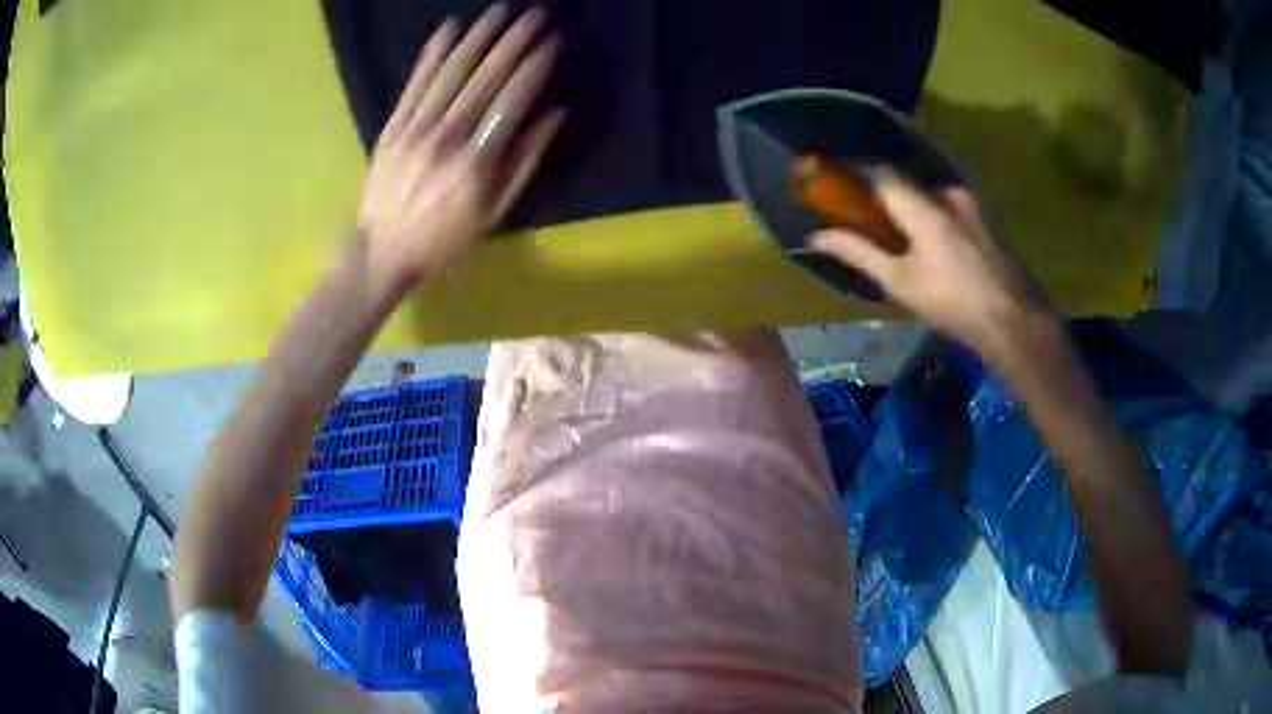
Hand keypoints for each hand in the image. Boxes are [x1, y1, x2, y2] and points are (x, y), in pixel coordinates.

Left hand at [358, 4, 563, 289]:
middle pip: (486, 78)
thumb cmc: (445, 240)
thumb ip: (524, 161)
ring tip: (499, 10)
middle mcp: (448, 136)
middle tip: (534, 13)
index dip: (535, 67)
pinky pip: (415, 84)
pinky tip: (448, 28)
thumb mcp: (493, 213)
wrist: (381, 253)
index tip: (552, 40)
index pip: (513, 99)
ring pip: (452, 73)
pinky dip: (432, 54)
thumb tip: (553, 115)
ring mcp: (416, 129)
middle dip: (514, 41)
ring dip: (478, 37)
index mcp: (477, 161)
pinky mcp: (393, 127)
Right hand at [808, 169, 1052, 356]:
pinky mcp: (991, 217)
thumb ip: (859, 252)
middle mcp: (949, 193)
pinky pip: (955, 207)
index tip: (843, 191)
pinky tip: (946, 253)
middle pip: (910, 186)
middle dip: (892, 204)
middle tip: (884, 234)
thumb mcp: (901, 283)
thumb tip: (816, 237)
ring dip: (920, 213)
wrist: (1016, 322)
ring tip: (918, 249)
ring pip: (934, 198)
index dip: (859, 177)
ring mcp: (975, 203)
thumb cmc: (954, 304)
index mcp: (925, 206)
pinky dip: (942, 220)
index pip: (882, 173)